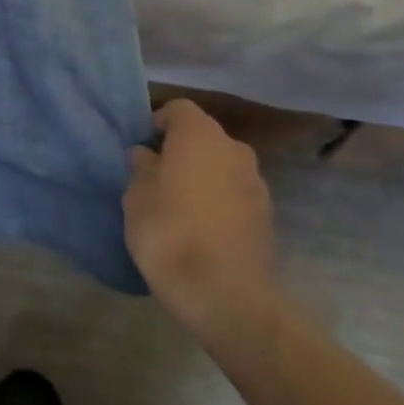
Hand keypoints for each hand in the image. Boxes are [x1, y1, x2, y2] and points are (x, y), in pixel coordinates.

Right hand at [124, 98, 278, 335]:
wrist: (226, 295)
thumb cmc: (170, 233)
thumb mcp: (136, 198)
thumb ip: (141, 169)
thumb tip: (145, 154)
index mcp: (200, 135)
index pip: (179, 109)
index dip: (158, 122)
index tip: (142, 146)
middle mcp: (233, 148)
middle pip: (203, 137)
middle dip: (182, 150)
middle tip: (157, 176)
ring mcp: (256, 182)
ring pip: (222, 166)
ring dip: (203, 176)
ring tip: (180, 205)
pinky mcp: (267, 215)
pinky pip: (235, 194)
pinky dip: (219, 201)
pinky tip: (202, 228)